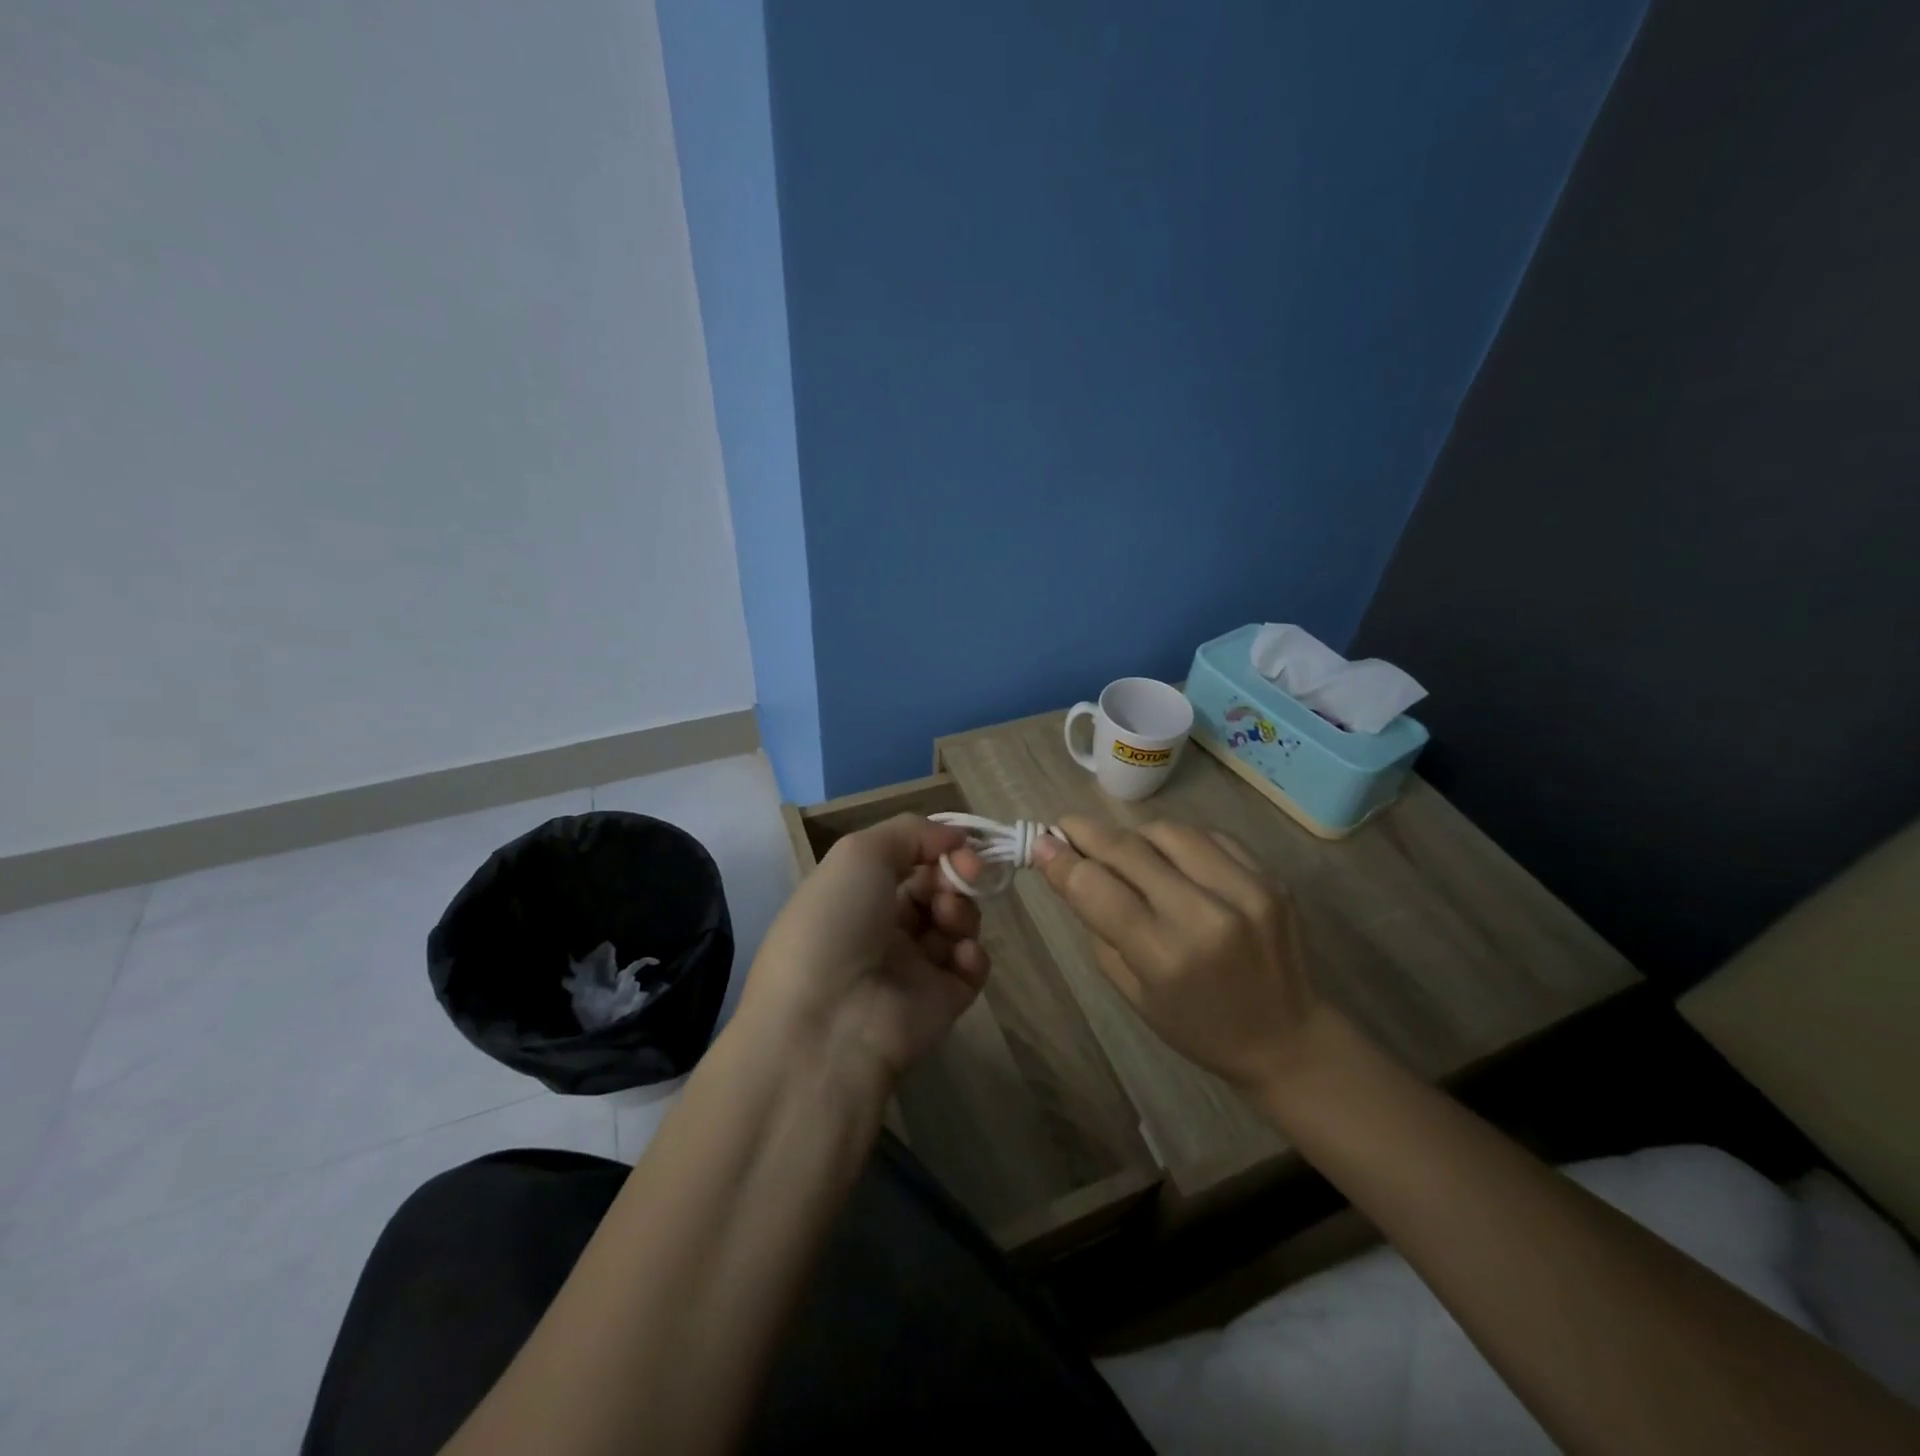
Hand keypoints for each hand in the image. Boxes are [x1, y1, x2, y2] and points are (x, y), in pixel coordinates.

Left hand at [739, 815, 989, 1089]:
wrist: (827, 1023)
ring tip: (948, 920)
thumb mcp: (858, 854)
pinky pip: (971, 967)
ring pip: (959, 922)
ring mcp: (915, 965)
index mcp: (859, 892)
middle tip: (964, 875)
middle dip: (956, 875)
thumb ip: (910, 832)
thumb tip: (956, 837)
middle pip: (939, 887)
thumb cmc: (835, 923)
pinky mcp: (942, 1000)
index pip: (912, 859)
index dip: (939, 847)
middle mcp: (886, 926)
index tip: (961, 845)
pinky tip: (960, 956)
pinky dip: (973, 955)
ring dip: (962, 910)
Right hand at [1033, 816, 1318, 1091]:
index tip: (1039, 840)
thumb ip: (1097, 924)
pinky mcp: (1270, 878)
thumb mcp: (1131, 990)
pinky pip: (1208, 837)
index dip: (1060, 859)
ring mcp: (1246, 890)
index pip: (1096, 887)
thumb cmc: (1195, 1026)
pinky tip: (1170, 859)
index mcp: (1165, 955)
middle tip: (1065, 827)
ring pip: (1168, 831)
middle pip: (1128, 848)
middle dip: (1087, 832)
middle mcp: (1206, 915)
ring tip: (1124, 851)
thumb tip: (1065, 866)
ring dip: (1134, 836)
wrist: (1287, 1038)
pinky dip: (1178, 842)